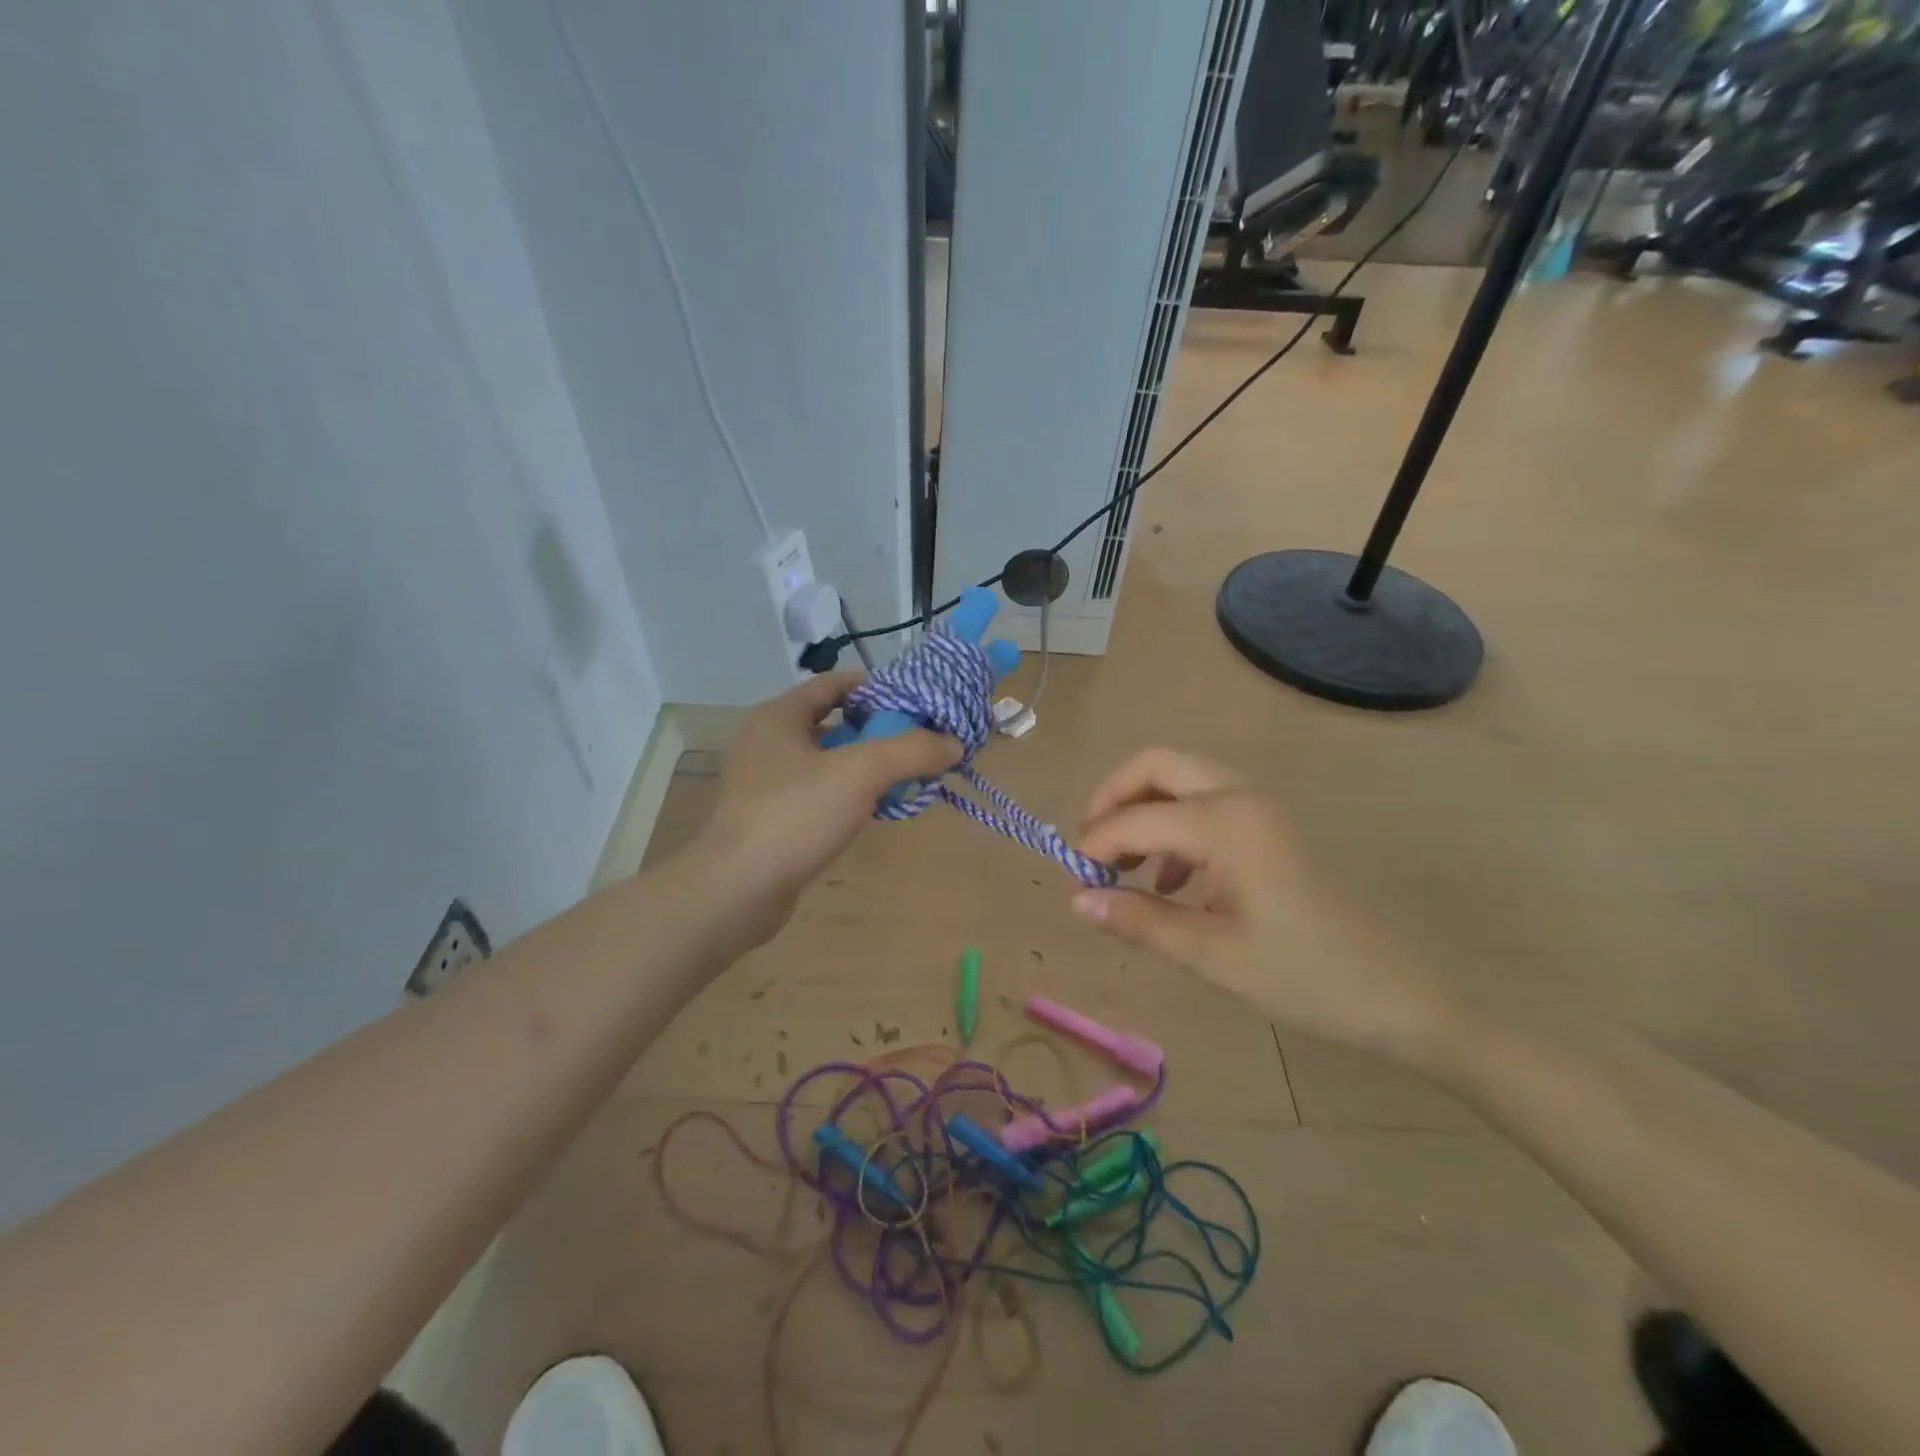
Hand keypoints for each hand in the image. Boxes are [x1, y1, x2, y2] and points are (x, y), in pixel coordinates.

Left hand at [690, 672, 960, 947]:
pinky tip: (873, 809)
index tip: (914, 701)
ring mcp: (762, 781)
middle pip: (831, 721)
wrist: (738, 890)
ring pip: (824, 760)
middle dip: (875, 729)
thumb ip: (911, 752)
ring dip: (863, 764)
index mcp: (778, 717)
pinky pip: (815, 791)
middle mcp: (766, 742)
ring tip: (904, 775)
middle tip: (916, 740)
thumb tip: (953, 743)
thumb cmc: (795, 816)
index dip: (875, 687)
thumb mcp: (860, 774)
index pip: (832, 683)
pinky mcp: (766, 816)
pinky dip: (845, 792)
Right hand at [1071, 749, 1463, 1068]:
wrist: (1396, 997)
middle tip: (1090, 846)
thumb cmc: (1304, 977)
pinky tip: (1166, 882)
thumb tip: (1077, 900)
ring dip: (1142, 809)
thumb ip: (1139, 921)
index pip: (1135, 818)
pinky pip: (1203, 804)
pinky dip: (1170, 825)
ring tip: (1119, 864)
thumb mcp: (1212, 956)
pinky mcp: (1266, 828)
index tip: (1071, 879)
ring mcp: (1259, 809)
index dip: (1094, 844)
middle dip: (1113, 798)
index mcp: (1226, 823)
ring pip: (1180, 780)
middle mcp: (1240, 797)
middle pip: (1157, 765)